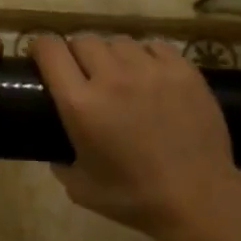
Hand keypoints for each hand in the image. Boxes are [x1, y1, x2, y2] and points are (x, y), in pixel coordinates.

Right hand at [31, 34, 240, 240]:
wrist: (199, 199)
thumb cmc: (135, 198)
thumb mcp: (80, 188)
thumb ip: (60, 162)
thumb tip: (55, 148)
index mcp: (81, 104)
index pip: (50, 49)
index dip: (41, 48)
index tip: (42, 57)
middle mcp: (112, 77)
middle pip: (84, 40)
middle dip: (77, 54)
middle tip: (84, 74)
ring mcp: (151, 69)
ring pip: (119, 41)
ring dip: (113, 55)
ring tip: (121, 76)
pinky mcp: (183, 69)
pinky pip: (154, 46)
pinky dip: (146, 56)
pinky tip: (151, 76)